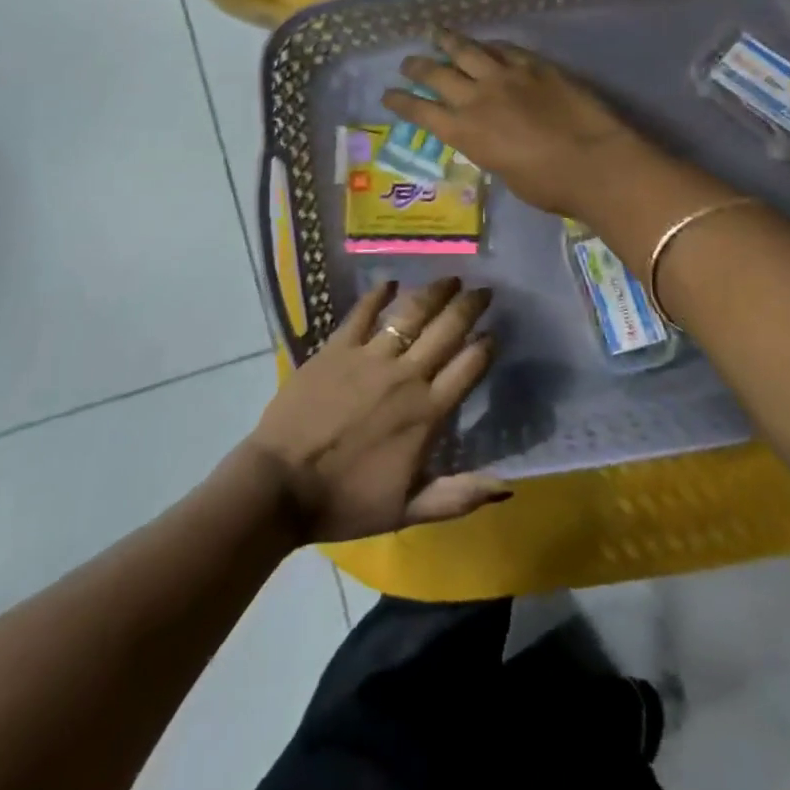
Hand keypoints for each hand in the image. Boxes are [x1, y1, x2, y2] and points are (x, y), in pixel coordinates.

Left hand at [245, 277, 508, 543]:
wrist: (282, 485)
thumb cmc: (346, 501)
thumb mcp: (408, 510)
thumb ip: (459, 496)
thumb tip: (507, 488)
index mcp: (427, 413)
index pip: (468, 367)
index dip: (485, 346)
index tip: (494, 331)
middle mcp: (405, 376)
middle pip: (446, 331)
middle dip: (469, 306)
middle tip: (484, 289)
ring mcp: (369, 357)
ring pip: (410, 314)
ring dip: (433, 293)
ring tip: (450, 278)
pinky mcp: (336, 348)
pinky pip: (361, 313)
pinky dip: (377, 295)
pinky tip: (389, 283)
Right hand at [383, 27, 649, 218]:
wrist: (594, 163)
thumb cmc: (548, 186)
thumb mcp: (504, 173)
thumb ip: (489, 149)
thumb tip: (489, 137)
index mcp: (466, 132)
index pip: (421, 112)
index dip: (401, 102)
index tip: (387, 94)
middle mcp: (478, 98)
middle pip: (438, 74)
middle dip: (417, 67)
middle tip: (407, 62)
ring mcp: (507, 77)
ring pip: (468, 50)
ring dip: (447, 41)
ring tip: (434, 32)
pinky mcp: (536, 67)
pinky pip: (506, 49)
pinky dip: (490, 45)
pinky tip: (486, 43)